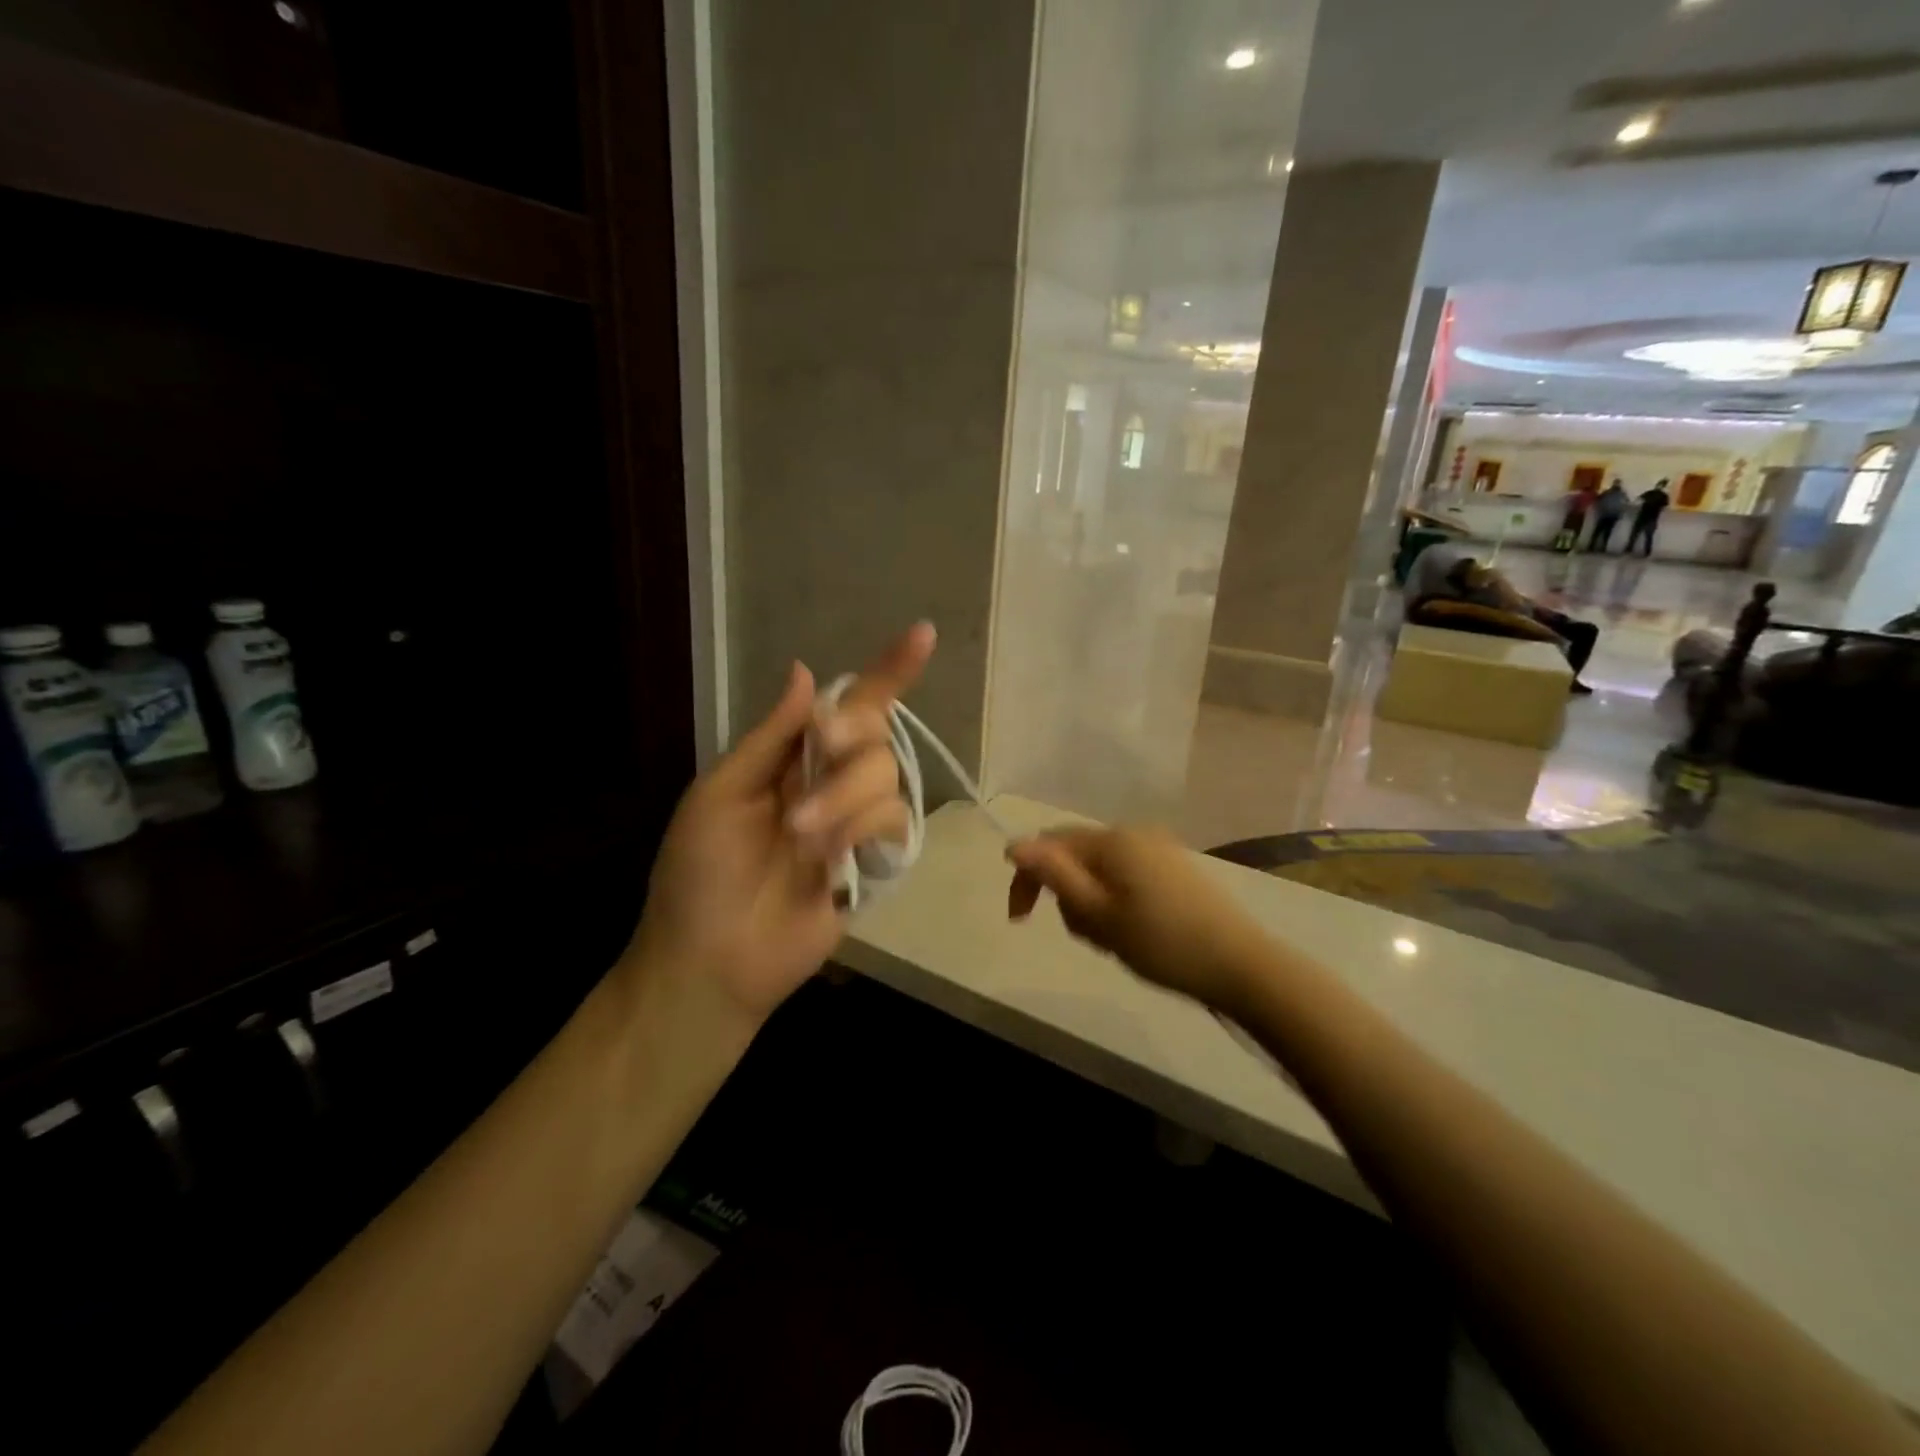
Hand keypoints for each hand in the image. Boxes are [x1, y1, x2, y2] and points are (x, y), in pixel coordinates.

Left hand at [629, 623, 935, 1023]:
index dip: (886, 672)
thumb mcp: (720, 794)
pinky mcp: (873, 862)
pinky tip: (832, 859)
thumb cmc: (699, 874)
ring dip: (844, 797)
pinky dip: (862, 831)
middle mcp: (828, 780)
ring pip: (885, 776)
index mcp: (789, 758)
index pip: (846, 705)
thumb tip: (807, 672)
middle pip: (873, 733)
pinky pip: (893, 822)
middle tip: (820, 749)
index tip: (922, 635)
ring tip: (802, 837)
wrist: (712, 960)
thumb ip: (771, 736)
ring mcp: (853, 821)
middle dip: (849, 739)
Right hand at [1006, 826, 1271, 1013]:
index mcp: (1112, 839)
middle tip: (1085, 937)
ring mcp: (1157, 848)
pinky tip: (1133, 932)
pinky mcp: (1174, 867)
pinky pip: (1125, 876)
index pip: (1050, 844)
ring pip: (1100, 870)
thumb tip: (1014, 844)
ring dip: (1091, 902)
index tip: (1021, 920)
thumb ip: (1055, 876)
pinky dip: (1114, 901)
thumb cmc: (1162, 942)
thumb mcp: (1099, 914)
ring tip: (1111, 940)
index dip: (1027, 878)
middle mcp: (1133, 833)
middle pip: (1075, 855)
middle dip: (1065, 894)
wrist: (1240, 964)